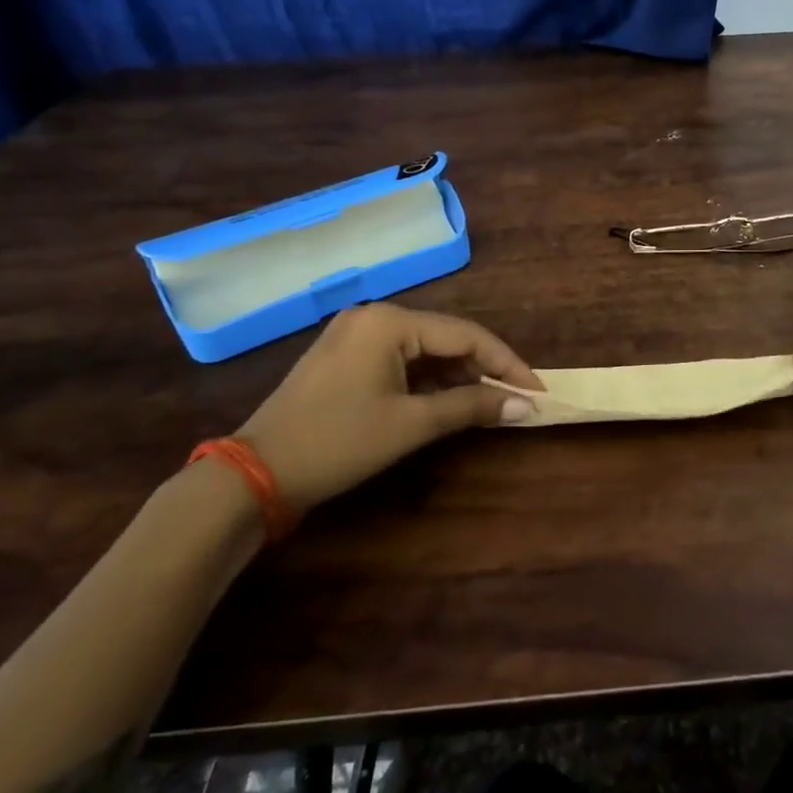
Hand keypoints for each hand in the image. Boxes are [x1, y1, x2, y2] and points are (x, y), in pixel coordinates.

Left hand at [235, 304, 544, 511]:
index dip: (506, 363)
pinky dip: (428, 380)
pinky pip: (401, 359)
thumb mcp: (410, 425)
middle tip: (516, 399)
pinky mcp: (345, 357)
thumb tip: (525, 406)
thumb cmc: (338, 443)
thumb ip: (471, 406)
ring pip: (425, 349)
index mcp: (389, 322)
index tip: (537, 390)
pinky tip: (448, 400)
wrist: (255, 475)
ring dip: (457, 376)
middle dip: (483, 369)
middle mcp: (374, 317)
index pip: (466, 335)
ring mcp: (356, 335)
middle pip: (446, 338)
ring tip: (489, 404)